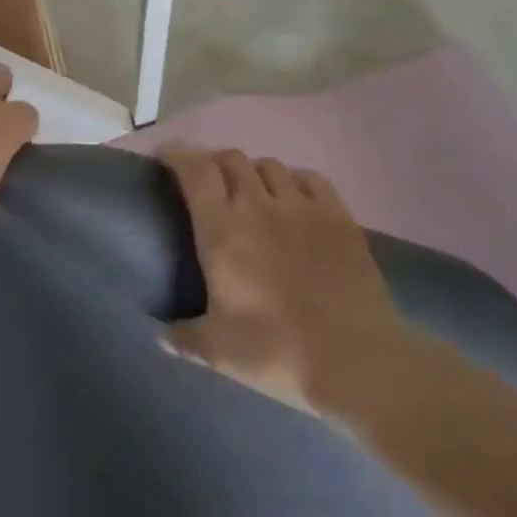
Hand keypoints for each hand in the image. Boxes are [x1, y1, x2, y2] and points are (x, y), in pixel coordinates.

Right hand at [158, 147, 411, 420]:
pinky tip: (294, 198)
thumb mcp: (219, 352)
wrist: (357, 361)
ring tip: (252, 191)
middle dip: (214, 162)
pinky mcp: (338, 215)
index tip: (166, 157)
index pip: (195, 171)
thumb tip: (160, 336)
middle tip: (208, 181)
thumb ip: (184, 338)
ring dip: (253, 172)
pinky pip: (309, 178)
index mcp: (222, 231)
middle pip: (231, 159)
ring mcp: (302, 206)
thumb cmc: (278, 352)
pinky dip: (294, 180)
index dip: (177, 155)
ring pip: (269, 164)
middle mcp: (258, 206)